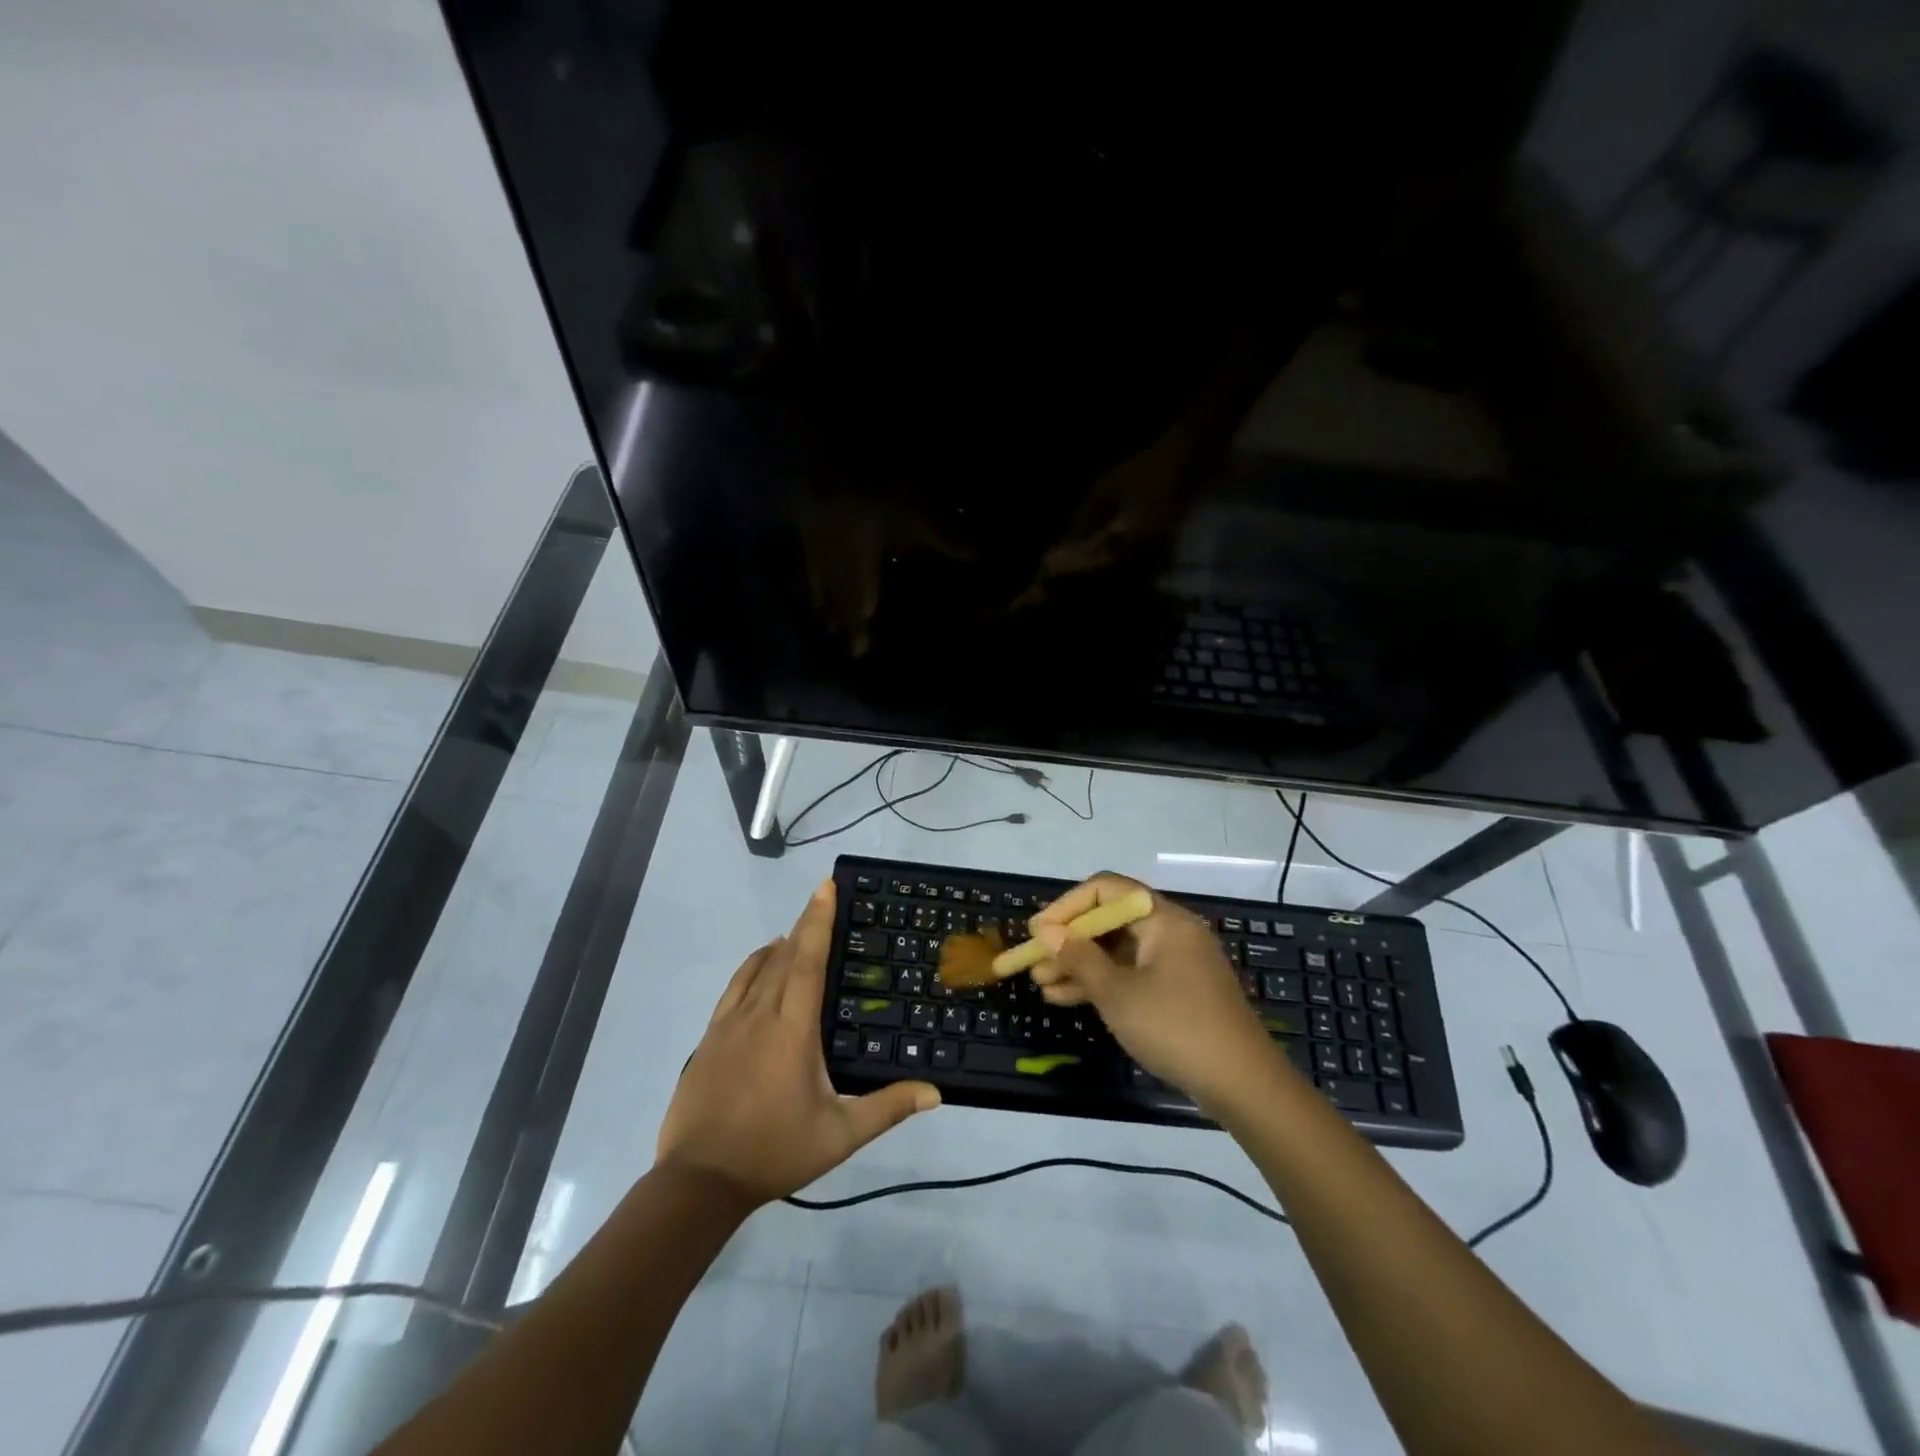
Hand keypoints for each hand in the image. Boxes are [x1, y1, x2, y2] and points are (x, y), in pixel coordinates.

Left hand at [657, 881, 939, 1205]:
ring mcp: (729, 1024)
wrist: (699, 1181)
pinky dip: (751, 966)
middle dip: (804, 924)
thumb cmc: (774, 1151)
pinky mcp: (710, 1038)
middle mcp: (760, 1014)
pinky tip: (760, 966)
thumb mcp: (839, 1135)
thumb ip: (887, 1108)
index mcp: (792, 1029)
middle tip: (822, 900)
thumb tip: (935, 1092)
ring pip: (757, 969)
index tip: (825, 888)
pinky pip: (735, 987)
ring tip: (797, 931)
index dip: (818, 922)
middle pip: (784, 956)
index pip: (807, 961)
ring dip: (779, 945)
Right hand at [1029, 873, 1280, 1110]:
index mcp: (1163, 919)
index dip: (1066, 906)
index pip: (1105, 890)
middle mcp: (1171, 931)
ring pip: (1118, 950)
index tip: (1037, 932)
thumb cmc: (1175, 1028)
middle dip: (1069, 940)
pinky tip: (1068, 999)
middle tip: (1034, 962)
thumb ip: (1079, 958)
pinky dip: (1103, 982)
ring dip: (1080, 965)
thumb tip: (1048, 932)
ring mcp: (1177, 961)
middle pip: (1110, 920)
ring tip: (1042, 985)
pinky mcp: (1179, 989)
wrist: (1243, 1085)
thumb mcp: (1117, 993)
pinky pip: (1132, 973)